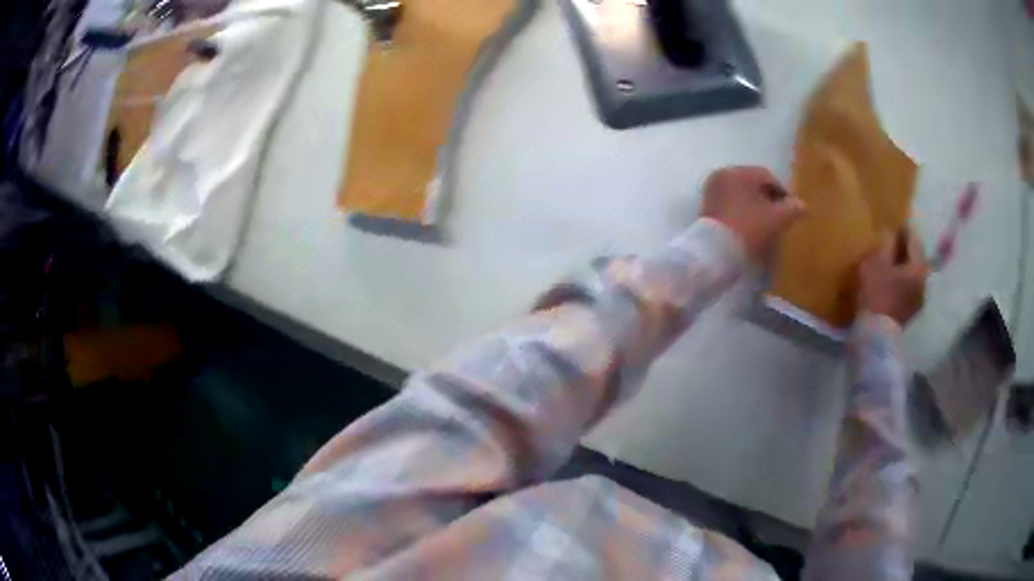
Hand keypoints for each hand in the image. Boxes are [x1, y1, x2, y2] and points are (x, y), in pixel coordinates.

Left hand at [700, 166, 805, 263]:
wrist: (715, 251)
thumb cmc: (749, 228)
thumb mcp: (776, 218)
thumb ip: (792, 208)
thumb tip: (802, 204)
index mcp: (739, 171)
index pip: (768, 177)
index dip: (782, 193)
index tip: (790, 211)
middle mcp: (723, 174)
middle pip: (753, 184)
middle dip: (767, 198)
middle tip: (778, 217)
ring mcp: (712, 189)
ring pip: (741, 193)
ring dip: (754, 205)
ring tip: (764, 224)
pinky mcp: (706, 205)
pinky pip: (729, 203)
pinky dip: (741, 211)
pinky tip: (748, 226)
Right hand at [858, 231, 928, 326]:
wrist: (876, 336)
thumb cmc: (877, 293)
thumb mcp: (877, 261)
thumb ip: (886, 243)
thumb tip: (890, 232)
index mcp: (920, 265)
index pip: (913, 238)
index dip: (902, 229)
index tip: (891, 225)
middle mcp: (924, 281)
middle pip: (914, 258)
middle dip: (902, 250)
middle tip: (888, 244)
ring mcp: (919, 299)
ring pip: (911, 274)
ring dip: (901, 268)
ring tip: (886, 265)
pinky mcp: (911, 313)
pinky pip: (907, 289)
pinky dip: (899, 282)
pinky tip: (888, 283)